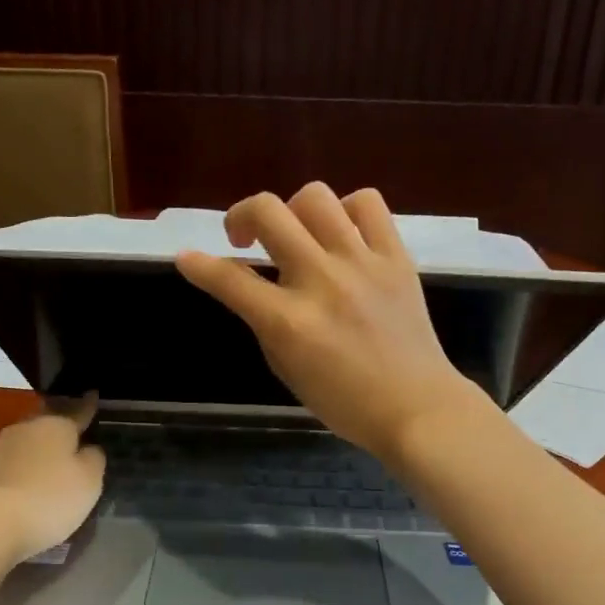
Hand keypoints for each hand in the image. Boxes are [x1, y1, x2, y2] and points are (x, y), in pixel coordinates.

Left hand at [0, 397, 106, 562]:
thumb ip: (94, 459)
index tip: (93, 394)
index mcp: (55, 425)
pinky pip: (12, 467)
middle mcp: (25, 429)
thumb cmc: (48, 499)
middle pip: (48, 423)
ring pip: (28, 443)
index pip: (78, 411)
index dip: (88, 406)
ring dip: (40, 451)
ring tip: (53, 463)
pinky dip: (23, 472)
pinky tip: (30, 485)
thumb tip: (88, 448)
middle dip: (60, 427)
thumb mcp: (89, 481)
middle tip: (75, 433)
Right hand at [176, 184, 482, 459]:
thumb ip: (263, 321)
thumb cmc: (344, 401)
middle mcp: (322, 281)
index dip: (198, 265)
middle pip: (268, 213)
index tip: (187, 258)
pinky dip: (346, 211)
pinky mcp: (396, 256)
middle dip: (241, 216)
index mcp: (290, 322)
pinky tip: (342, 234)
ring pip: (315, 197)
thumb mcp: (286, 368)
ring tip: (298, 235)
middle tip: (245, 239)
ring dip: (293, 211)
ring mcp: (362, 263)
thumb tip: (247, 286)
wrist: (417, 407)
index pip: (229, 279)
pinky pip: (368, 204)